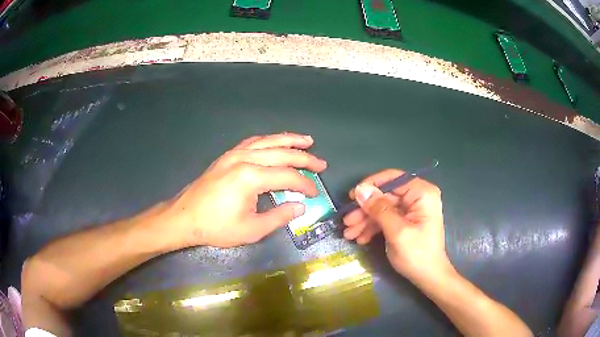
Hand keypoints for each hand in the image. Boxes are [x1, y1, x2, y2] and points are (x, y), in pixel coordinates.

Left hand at [166, 133, 326, 247]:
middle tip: (321, 163)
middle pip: (281, 153)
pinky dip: (268, 140)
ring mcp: (234, 154)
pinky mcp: (227, 156)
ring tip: (307, 140)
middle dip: (304, 158)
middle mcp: (244, 159)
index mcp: (251, 177)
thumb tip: (300, 206)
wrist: (185, 218)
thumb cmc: (217, 227)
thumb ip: (279, 216)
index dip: (305, 184)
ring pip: (267, 141)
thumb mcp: (252, 229)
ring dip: (289, 140)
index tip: (315, 193)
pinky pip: (252, 142)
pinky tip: (276, 142)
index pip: (287, 176)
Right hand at [343, 170, 451, 282]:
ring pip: (382, 208)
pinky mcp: (405, 221)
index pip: (393, 178)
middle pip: (385, 196)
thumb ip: (379, 209)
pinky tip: (361, 238)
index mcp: (422, 193)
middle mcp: (417, 197)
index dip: (371, 185)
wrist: (428, 277)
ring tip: (349, 234)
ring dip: (365, 221)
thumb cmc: (417, 254)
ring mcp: (411, 209)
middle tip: (346, 222)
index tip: (352, 197)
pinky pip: (386, 219)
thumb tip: (360, 189)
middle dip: (365, 210)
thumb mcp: (397, 231)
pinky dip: (373, 227)